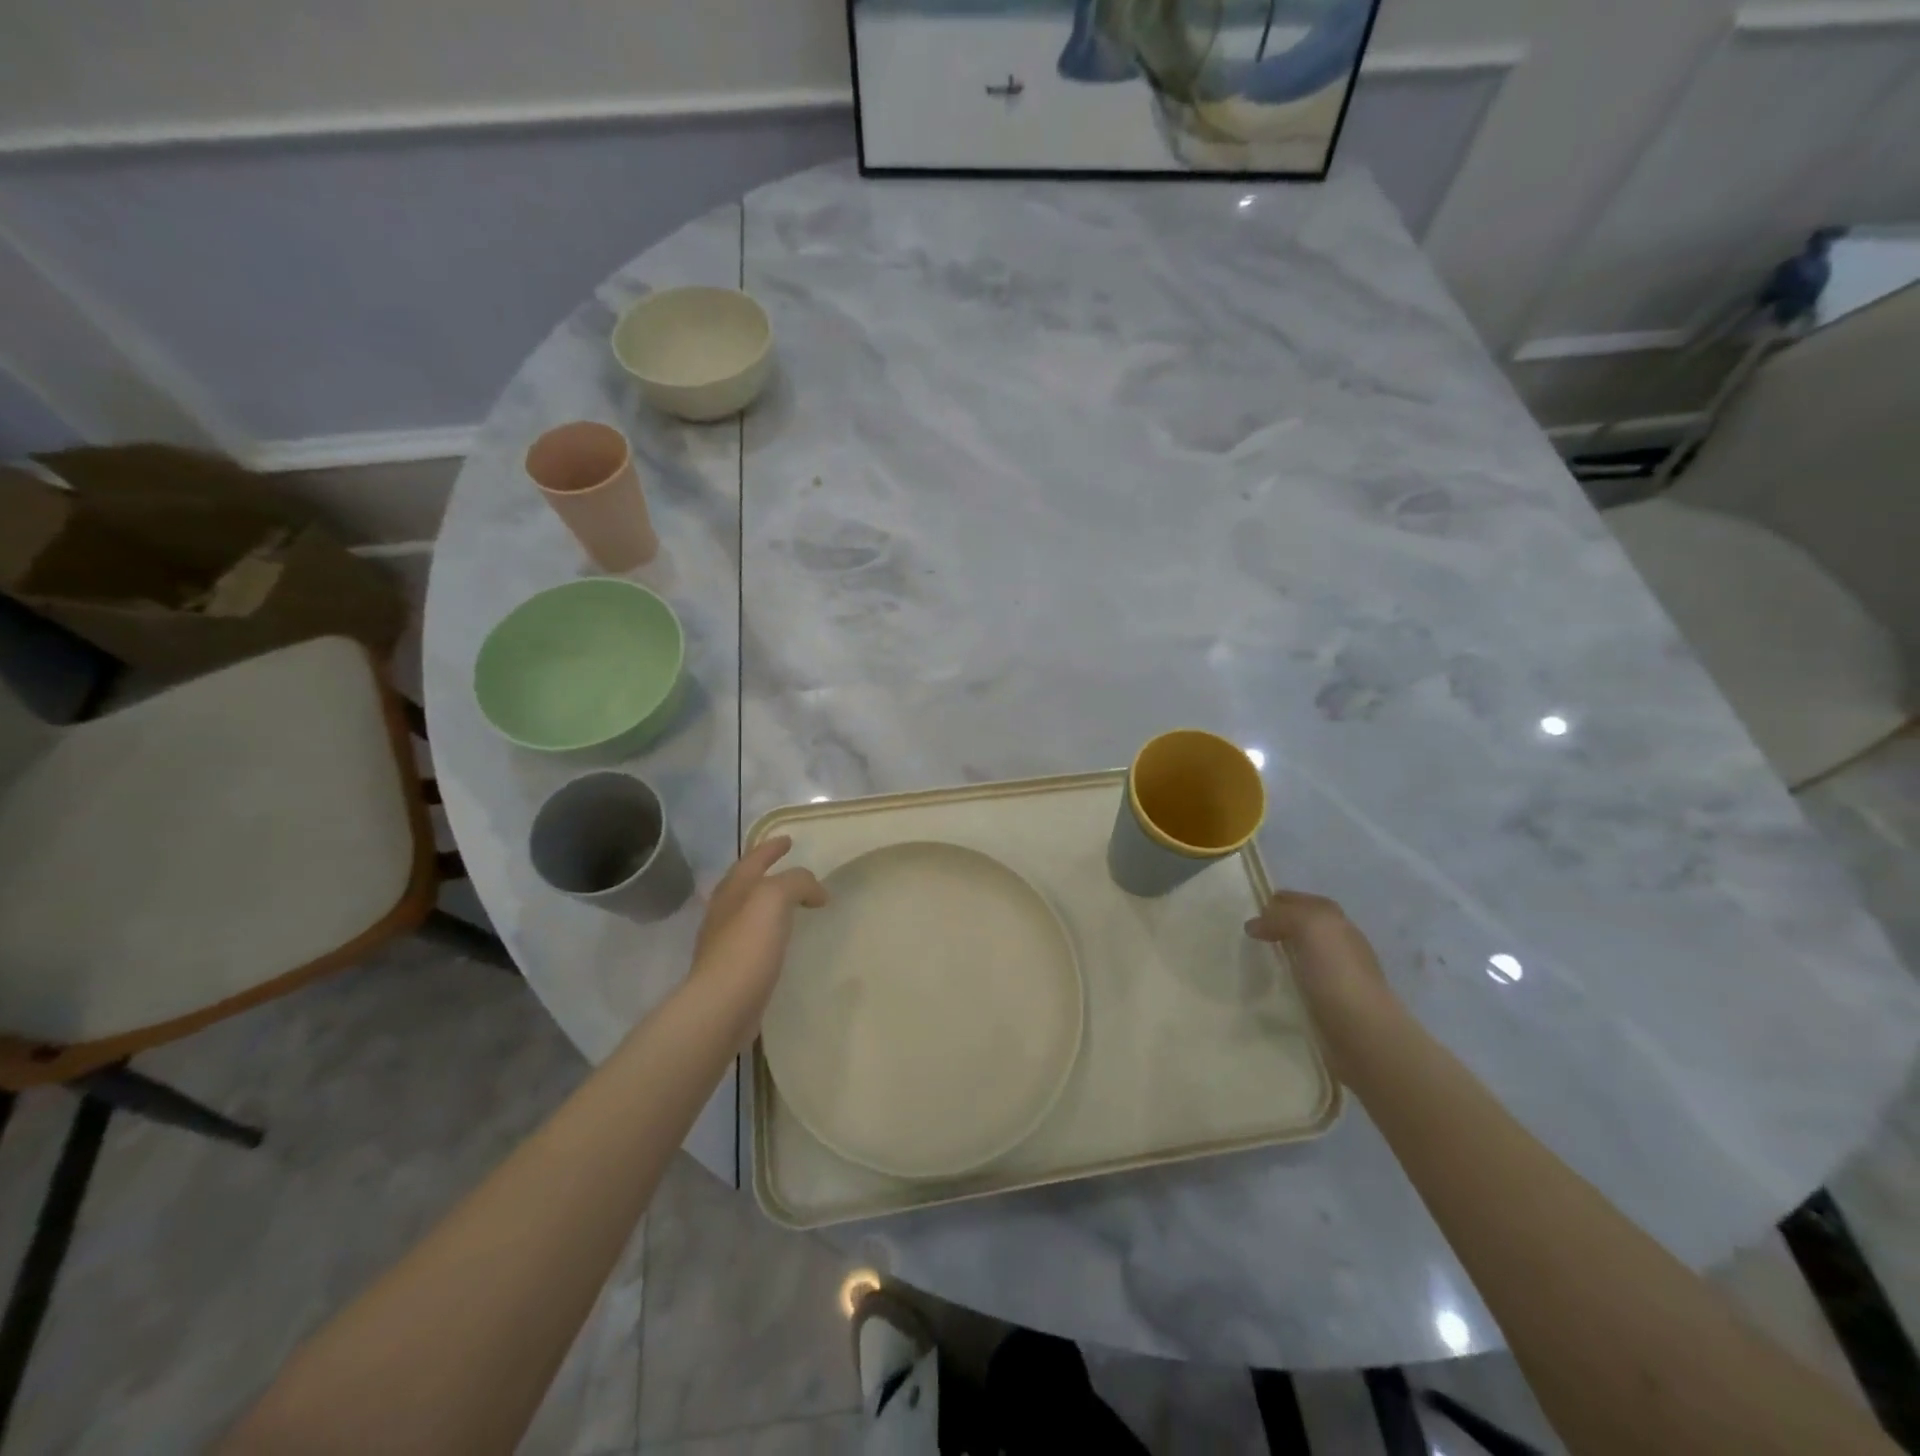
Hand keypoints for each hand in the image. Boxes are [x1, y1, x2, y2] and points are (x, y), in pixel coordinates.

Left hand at [688, 837, 827, 1037]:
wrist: (722, 1006)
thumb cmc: (747, 946)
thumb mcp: (774, 898)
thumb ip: (796, 883)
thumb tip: (815, 892)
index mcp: (733, 890)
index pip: (753, 859)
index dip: (771, 848)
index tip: (789, 840)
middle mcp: (724, 912)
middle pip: (744, 883)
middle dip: (764, 872)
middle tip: (787, 867)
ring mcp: (724, 942)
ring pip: (748, 911)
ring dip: (768, 902)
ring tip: (790, 903)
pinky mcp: (732, 970)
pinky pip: (754, 939)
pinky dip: (769, 931)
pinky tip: (781, 940)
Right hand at [1244, 890, 1394, 1032]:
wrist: (1363, 1031)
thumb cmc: (1336, 972)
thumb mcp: (1309, 927)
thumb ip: (1280, 917)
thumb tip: (1254, 925)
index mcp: (1337, 922)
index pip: (1305, 902)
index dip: (1280, 903)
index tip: (1253, 911)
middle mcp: (1341, 943)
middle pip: (1306, 925)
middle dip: (1281, 925)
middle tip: (1252, 934)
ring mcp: (1339, 975)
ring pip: (1305, 953)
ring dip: (1285, 952)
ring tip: (1259, 958)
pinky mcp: (1333, 1003)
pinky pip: (1305, 980)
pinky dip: (1290, 978)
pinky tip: (1276, 984)